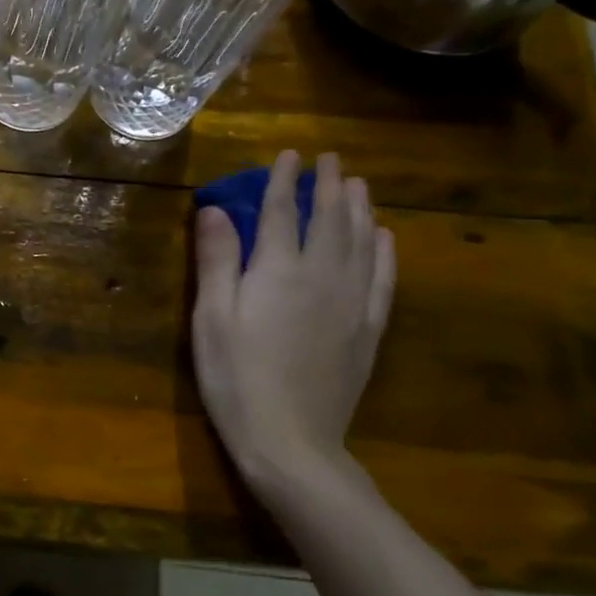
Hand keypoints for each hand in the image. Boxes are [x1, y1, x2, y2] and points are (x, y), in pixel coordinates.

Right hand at [191, 150, 395, 499]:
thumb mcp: (211, 317)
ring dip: (360, 208)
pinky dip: (384, 251)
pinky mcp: (367, 330)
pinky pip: (383, 279)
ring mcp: (352, 303)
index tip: (290, 154)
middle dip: (330, 185)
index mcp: (279, 270)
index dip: (286, 180)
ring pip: (362, 242)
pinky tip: (384, 237)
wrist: (291, 440)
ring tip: (359, 184)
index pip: (284, 212)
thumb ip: (217, 259)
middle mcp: (323, 276)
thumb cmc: (235, 376)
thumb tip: (217, 209)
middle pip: (330, 220)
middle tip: (332, 159)